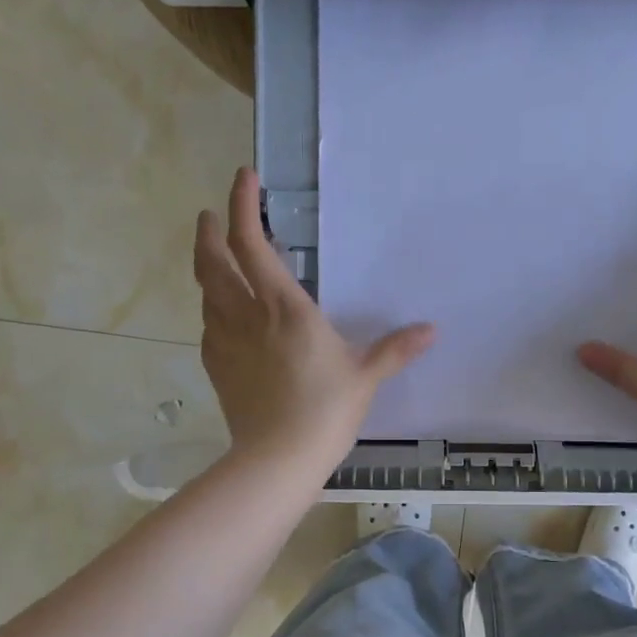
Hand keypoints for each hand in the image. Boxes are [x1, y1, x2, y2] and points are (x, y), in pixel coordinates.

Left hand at [194, 168, 433, 472]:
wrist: (277, 458)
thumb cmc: (326, 411)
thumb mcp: (366, 376)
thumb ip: (396, 349)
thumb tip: (432, 331)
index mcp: (285, 307)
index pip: (253, 243)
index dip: (244, 205)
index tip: (244, 178)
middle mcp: (247, 315)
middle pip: (212, 260)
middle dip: (209, 231)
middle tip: (211, 215)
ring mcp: (225, 342)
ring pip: (205, 292)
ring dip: (206, 267)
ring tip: (217, 259)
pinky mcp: (217, 367)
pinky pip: (208, 326)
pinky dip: (211, 309)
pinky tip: (222, 316)